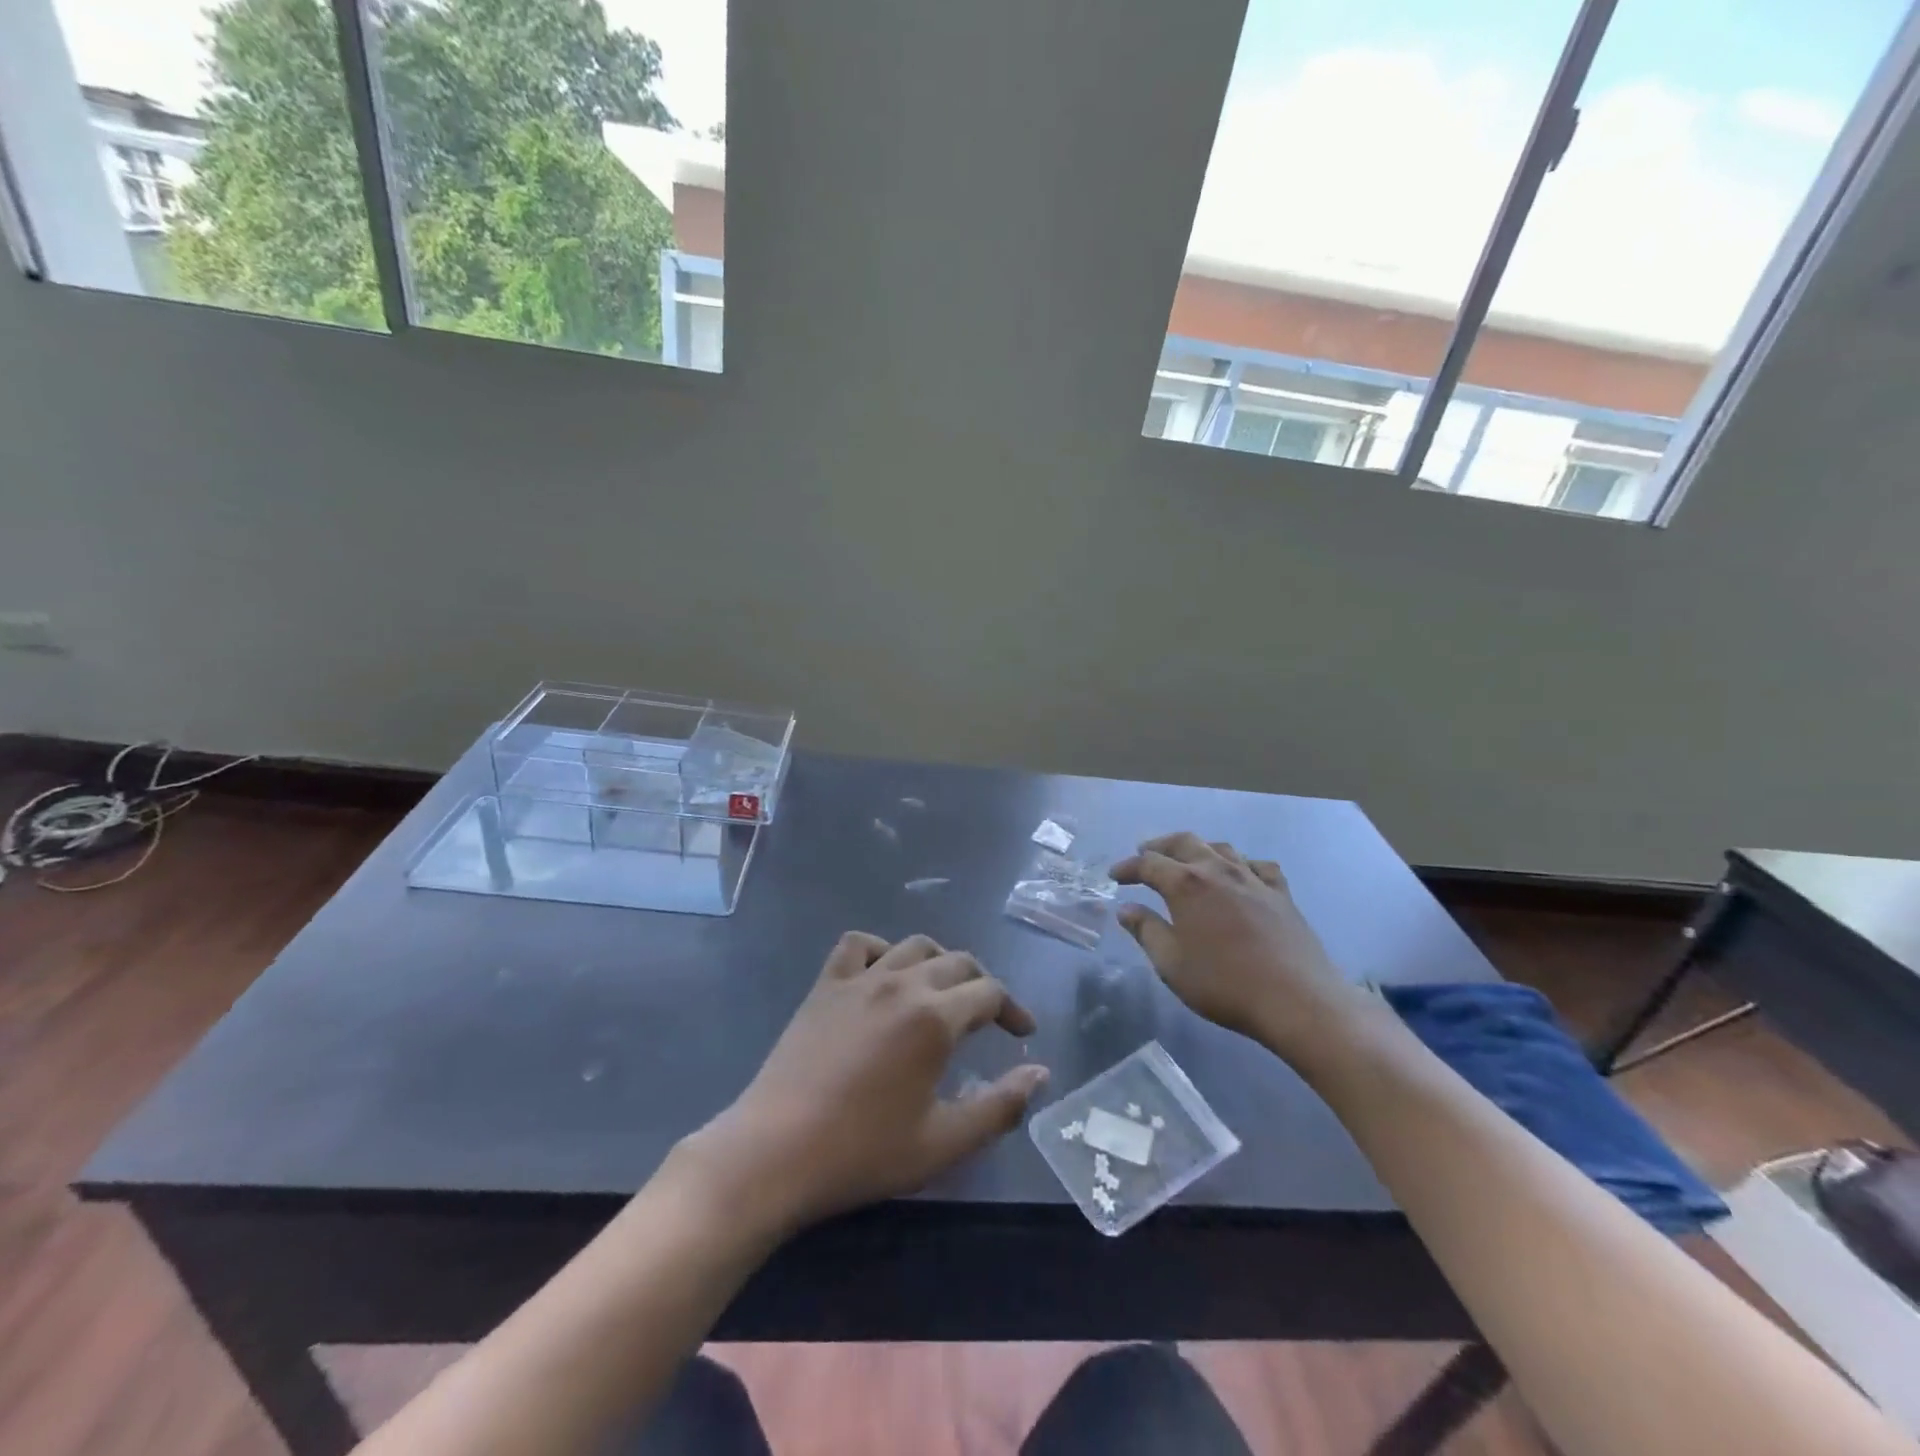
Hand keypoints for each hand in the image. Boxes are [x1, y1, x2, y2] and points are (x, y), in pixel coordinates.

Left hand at [684, 933, 1046, 1235]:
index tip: (1023, 1034)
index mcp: (935, 1017)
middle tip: (990, 1017)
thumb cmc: (863, 1152)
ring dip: (939, 961)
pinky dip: (880, 948)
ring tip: (944, 991)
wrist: (775, 1151)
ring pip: (914, 945)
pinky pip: (858, 945)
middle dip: (982, 984)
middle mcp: (902, 983)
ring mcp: (859, 978)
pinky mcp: (825, 985)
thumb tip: (1040, 1073)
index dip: (1013, 1010)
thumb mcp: (943, 1143)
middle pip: (957, 962)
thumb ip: (1000, 1105)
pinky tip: (884, 973)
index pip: (989, 993)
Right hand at [1112, 833, 1370, 1063]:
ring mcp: (1253, 879)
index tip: (1115, 876)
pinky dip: (1242, 863)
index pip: (1149, 864)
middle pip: (1185, 843)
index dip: (1128, 867)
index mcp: (1186, 884)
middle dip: (1160, 846)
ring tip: (1188, 859)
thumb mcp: (1171, 964)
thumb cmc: (1224, 984)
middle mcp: (1218, 871)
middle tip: (1145, 853)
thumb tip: (1127, 909)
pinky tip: (1241, 873)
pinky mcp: (1281, 894)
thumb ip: (1146, 931)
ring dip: (1198, 849)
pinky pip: (1258, 866)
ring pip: (1221, 848)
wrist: (1297, 1000)